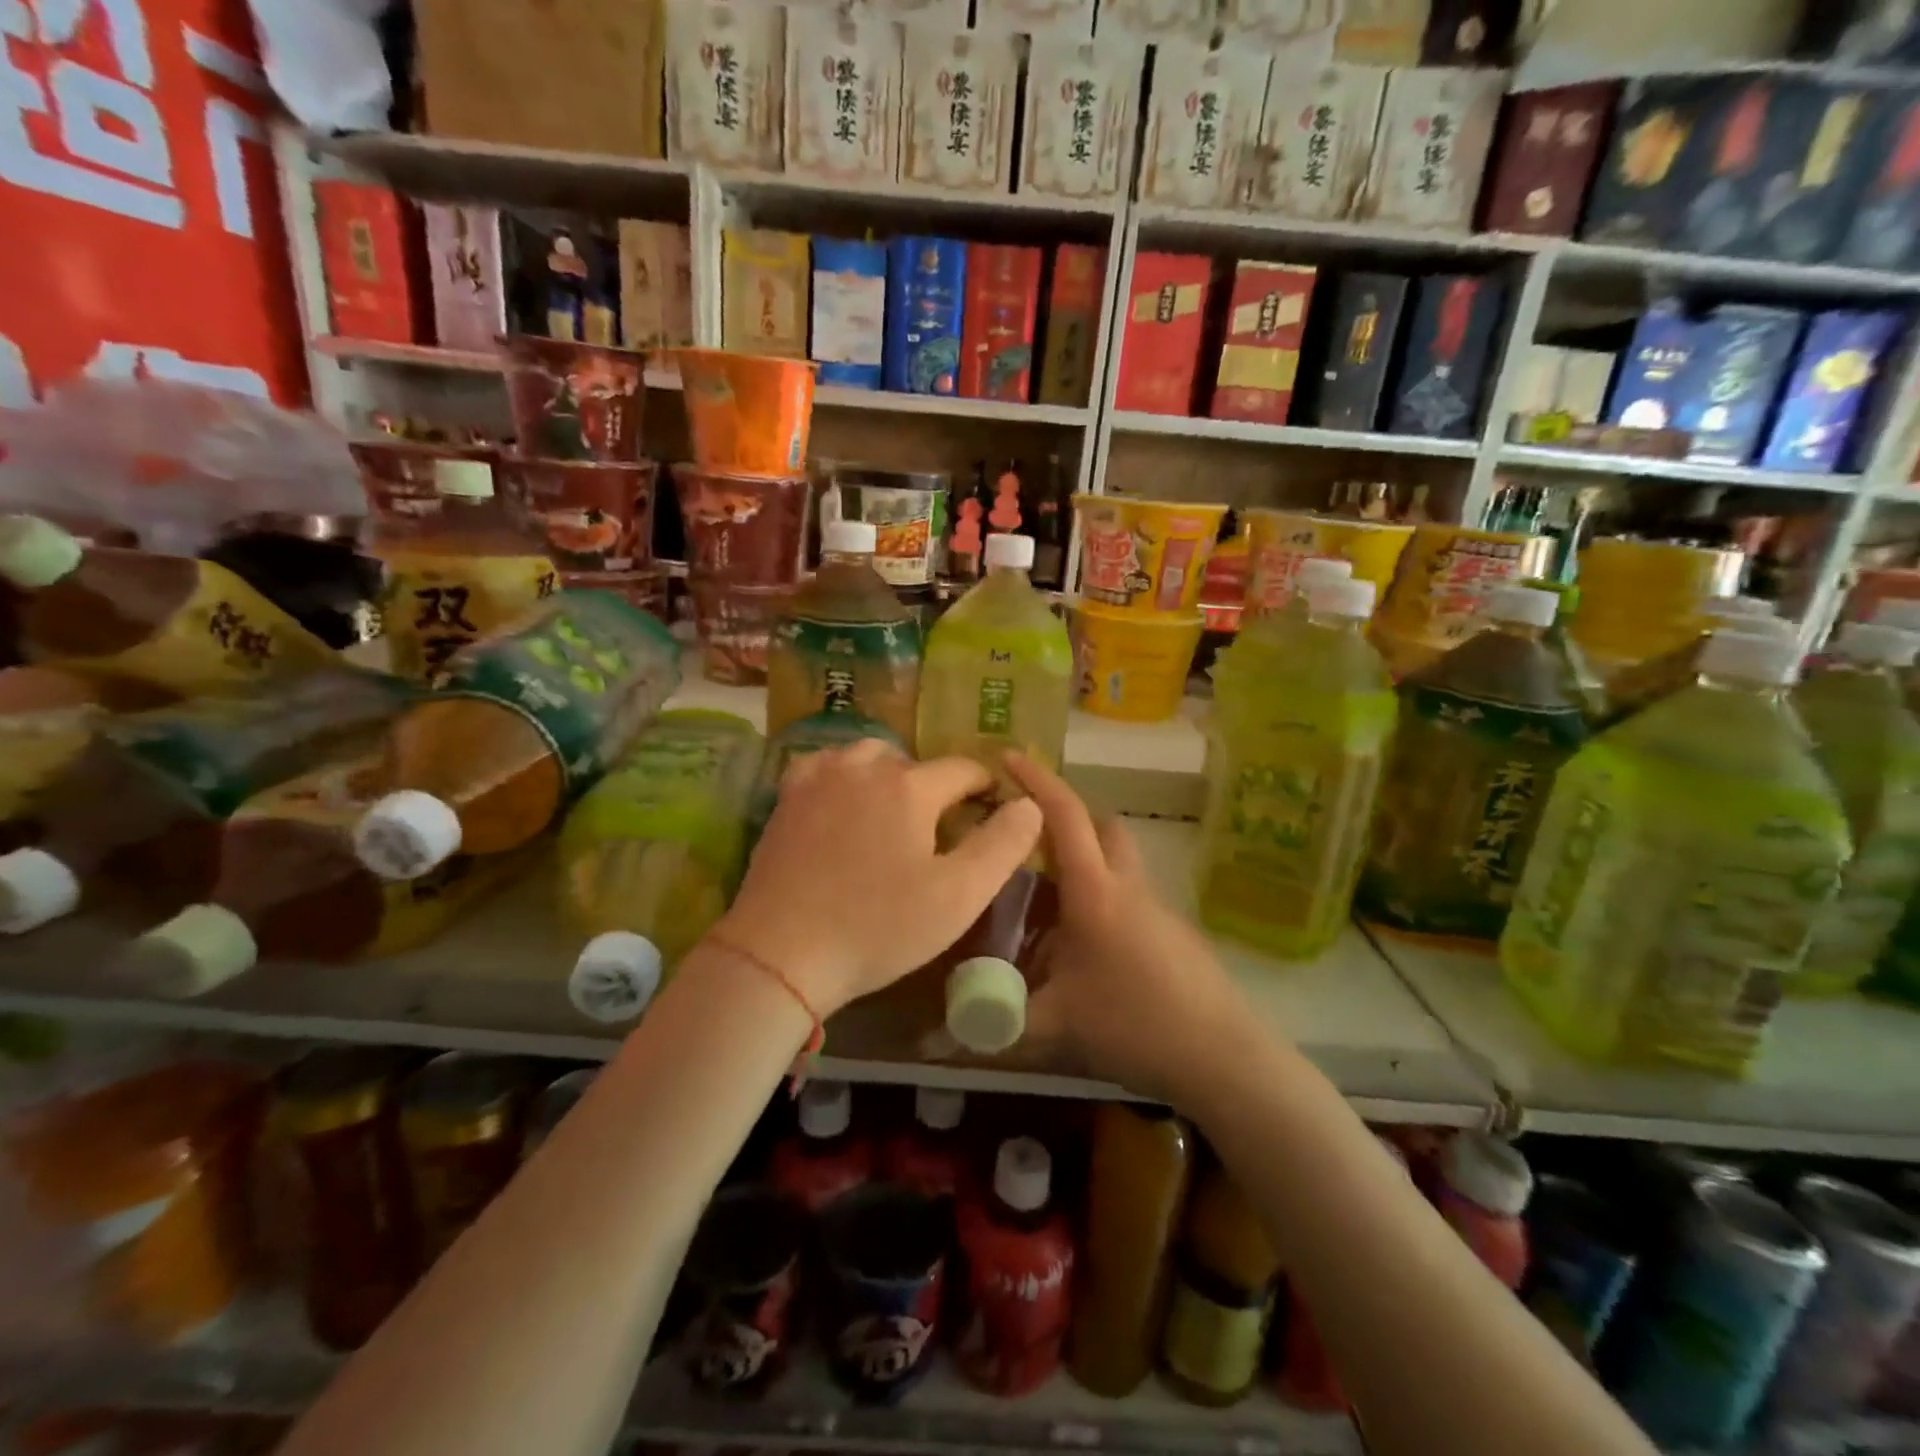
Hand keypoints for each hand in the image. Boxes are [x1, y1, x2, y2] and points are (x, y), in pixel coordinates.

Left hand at [713, 740, 1042, 1015]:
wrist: (780, 953)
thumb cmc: (877, 928)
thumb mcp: (958, 896)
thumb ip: (1002, 845)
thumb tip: (1030, 803)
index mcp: (909, 786)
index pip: (962, 769)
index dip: (983, 787)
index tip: (991, 809)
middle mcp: (863, 766)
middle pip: (914, 762)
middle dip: (934, 786)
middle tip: (938, 829)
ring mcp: (819, 778)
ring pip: (867, 756)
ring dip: (888, 776)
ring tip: (893, 815)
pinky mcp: (786, 798)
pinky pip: (825, 766)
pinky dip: (843, 776)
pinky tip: (843, 803)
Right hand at [1008, 753, 1256, 1100]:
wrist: (1222, 1056)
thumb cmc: (1133, 1024)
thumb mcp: (1055, 1024)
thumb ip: (997, 1021)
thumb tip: (937, 1038)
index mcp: (1094, 891)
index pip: (1064, 814)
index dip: (1035, 779)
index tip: (1007, 756)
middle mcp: (1128, 886)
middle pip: (1103, 826)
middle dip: (1068, 817)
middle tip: (1030, 840)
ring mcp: (1158, 908)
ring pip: (1120, 862)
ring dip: (1087, 862)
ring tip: (1048, 904)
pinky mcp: (1175, 934)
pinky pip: (1132, 898)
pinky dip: (1105, 901)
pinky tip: (1087, 949)